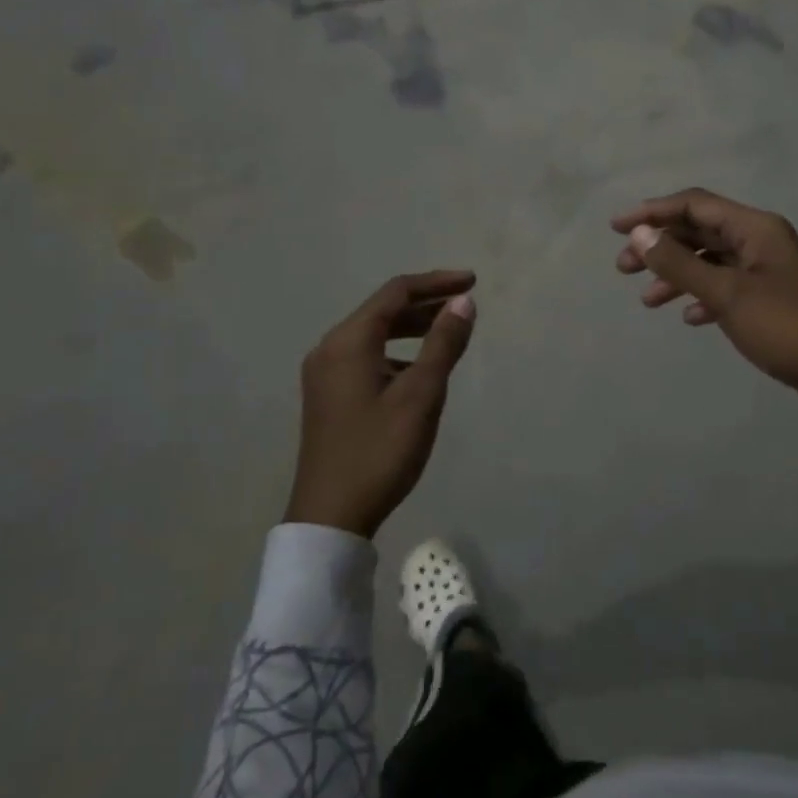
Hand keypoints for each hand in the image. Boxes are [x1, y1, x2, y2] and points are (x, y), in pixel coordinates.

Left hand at [287, 271, 476, 538]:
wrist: (331, 516)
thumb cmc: (379, 451)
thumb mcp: (421, 396)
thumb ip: (443, 344)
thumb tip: (464, 302)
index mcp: (348, 341)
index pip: (396, 292)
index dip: (436, 283)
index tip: (472, 282)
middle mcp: (330, 348)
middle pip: (383, 310)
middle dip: (426, 304)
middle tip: (465, 306)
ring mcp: (325, 373)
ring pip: (375, 335)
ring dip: (412, 329)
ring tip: (449, 335)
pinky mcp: (328, 395)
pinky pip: (367, 357)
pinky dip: (397, 353)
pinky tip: (419, 373)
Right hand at [612, 189, 797, 448]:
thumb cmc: (787, 328)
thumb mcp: (727, 294)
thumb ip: (680, 264)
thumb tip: (640, 233)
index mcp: (756, 228)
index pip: (695, 205)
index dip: (652, 212)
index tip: (616, 228)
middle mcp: (762, 241)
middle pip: (701, 231)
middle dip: (661, 246)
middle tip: (624, 267)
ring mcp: (769, 271)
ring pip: (712, 262)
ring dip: (678, 275)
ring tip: (647, 300)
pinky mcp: (772, 300)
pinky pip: (728, 287)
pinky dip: (704, 297)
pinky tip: (690, 318)